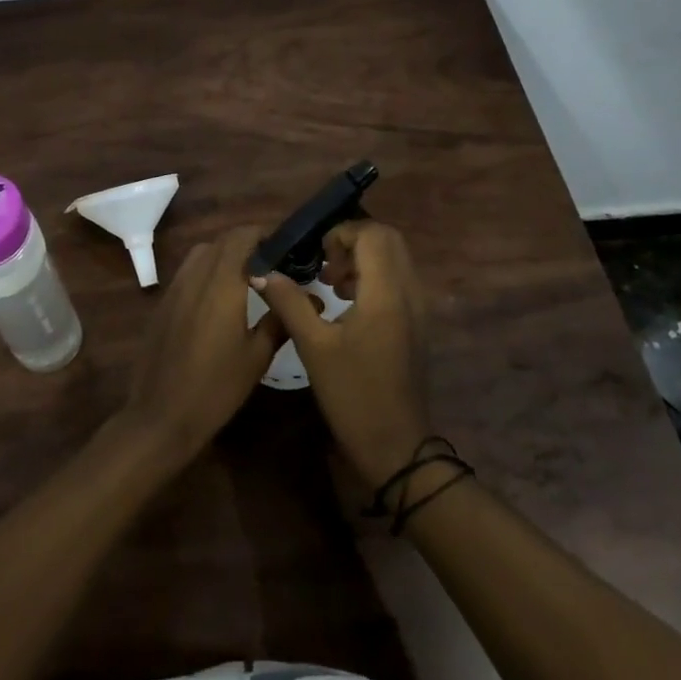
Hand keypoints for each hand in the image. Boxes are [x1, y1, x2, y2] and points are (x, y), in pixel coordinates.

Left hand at [120, 224, 279, 464]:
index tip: (285, 246)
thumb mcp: (257, 357)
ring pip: (202, 253)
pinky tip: (219, 298)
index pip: (242, 237)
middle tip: (271, 262)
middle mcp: (196, 277)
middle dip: (247, 243)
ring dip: (225, 254)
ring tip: (246, 276)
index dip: (264, 233)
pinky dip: (206, 270)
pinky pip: (187, 272)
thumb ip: (280, 319)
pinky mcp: (163, 303)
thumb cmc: (215, 388)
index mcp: (222, 284)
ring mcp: (175, 288)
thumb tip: (312, 298)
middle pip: (222, 241)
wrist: (160, 416)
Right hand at [252, 221, 431, 487]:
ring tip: (333, 285)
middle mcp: (409, 291)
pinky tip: (349, 305)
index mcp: (386, 292)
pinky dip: (375, 277)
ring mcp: (417, 307)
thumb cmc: (353, 395)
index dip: (341, 234)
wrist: (396, 446)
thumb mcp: (313, 347)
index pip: (372, 233)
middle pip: (388, 239)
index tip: (317, 258)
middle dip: (353, 241)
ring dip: (364, 259)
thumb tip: (262, 272)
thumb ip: (289, 302)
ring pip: (395, 258)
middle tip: (326, 267)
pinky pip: (399, 279)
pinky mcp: (417, 323)